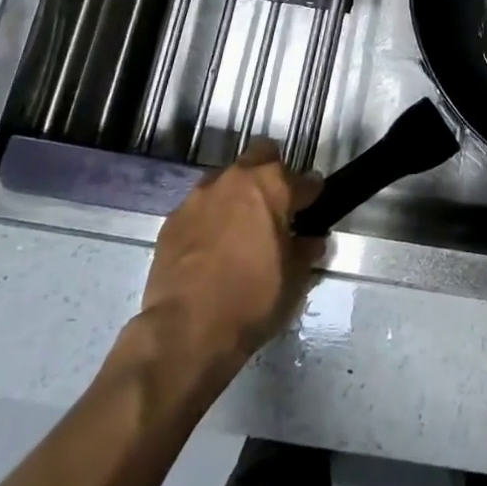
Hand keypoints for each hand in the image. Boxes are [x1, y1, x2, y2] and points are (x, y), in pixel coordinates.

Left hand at [133, 143, 324, 379]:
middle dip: (272, 173)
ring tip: (240, 229)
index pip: (305, 180)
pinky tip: (211, 247)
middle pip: (262, 155)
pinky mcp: (173, 218)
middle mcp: (236, 179)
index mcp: (273, 186)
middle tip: (275, 207)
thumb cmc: (252, 300)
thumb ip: (305, 250)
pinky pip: (200, 207)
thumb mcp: (294, 280)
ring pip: (227, 179)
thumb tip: (312, 240)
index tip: (313, 207)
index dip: (312, 194)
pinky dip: (210, 219)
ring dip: (238, 195)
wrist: (185, 330)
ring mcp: (200, 195)